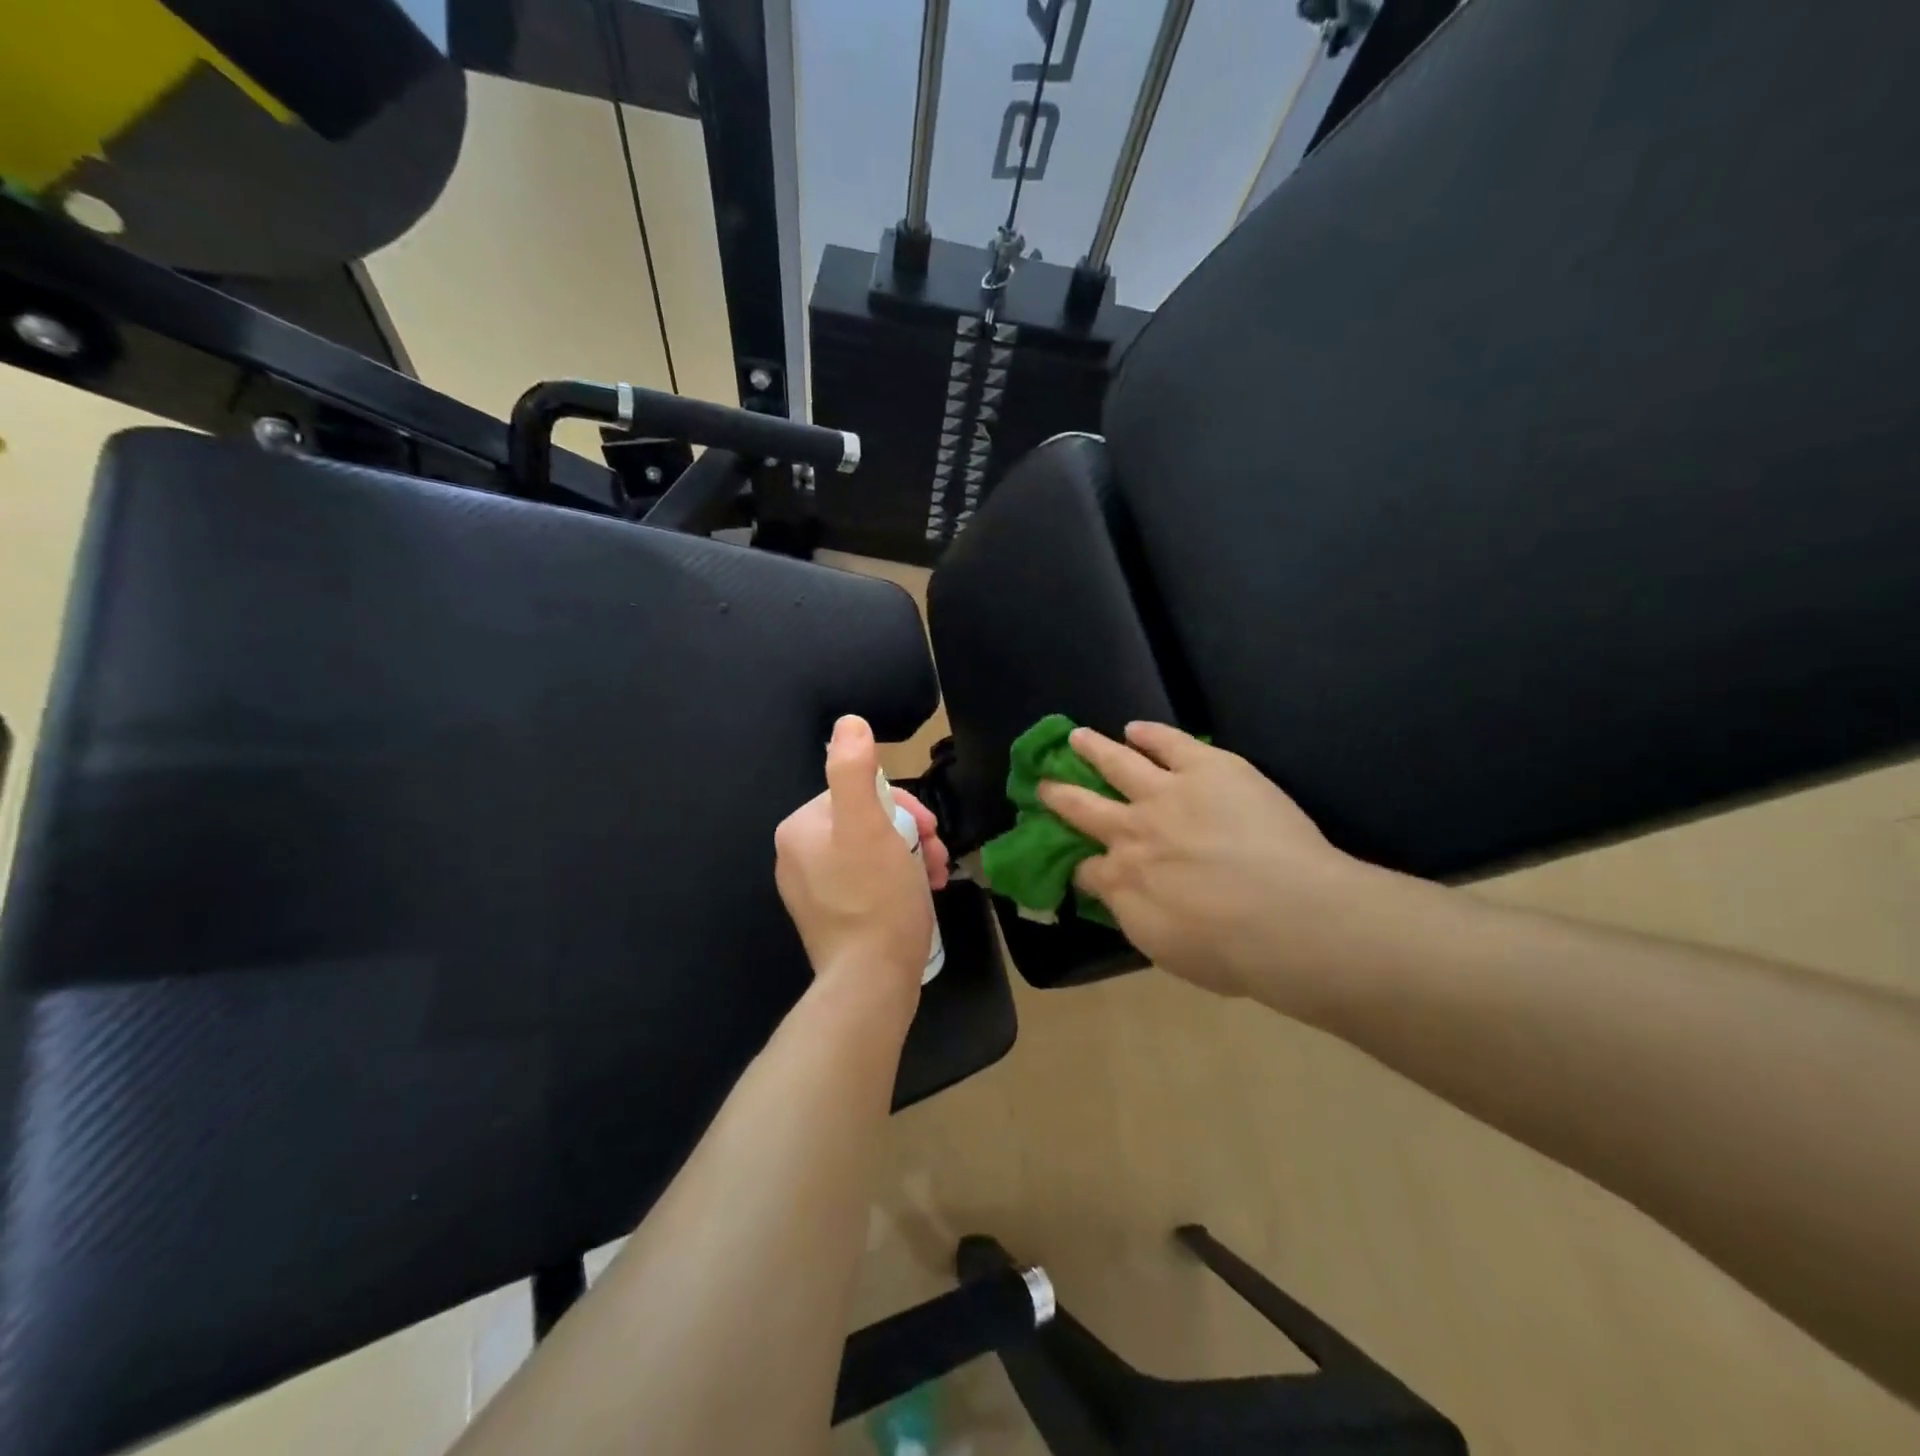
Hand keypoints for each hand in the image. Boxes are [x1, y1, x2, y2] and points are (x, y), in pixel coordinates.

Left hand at [775, 716, 946, 1002]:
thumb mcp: (869, 826)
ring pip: (873, 853)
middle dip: (910, 833)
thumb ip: (854, 770)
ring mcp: (814, 891)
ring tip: (936, 875)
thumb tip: (848, 723)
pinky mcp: (832, 918)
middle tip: (937, 853)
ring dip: (910, 856)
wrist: (871, 982)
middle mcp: (798, 856)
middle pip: (868, 823)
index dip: (902, 806)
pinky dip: (898, 881)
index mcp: (800, 829)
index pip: (860, 793)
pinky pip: (869, 882)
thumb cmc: (875, 899)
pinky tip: (922, 893)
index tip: (929, 828)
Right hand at [1038, 722, 1383, 1004]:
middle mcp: (1132, 830)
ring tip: (1077, 736)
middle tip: (1043, 785)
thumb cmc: (1231, 951)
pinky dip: (1150, 734)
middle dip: (1058, 795)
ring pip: (1117, 762)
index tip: (1075, 862)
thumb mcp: (1165, 950)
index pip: (1085, 869)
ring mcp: (1166, 793)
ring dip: (1093, 748)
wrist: (1289, 917)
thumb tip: (1120, 900)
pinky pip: (1169, 742)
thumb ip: (1135, 918)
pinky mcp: (1205, 767)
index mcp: (1121, 879)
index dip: (1076, 864)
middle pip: (1083, 807)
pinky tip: (1136, 728)